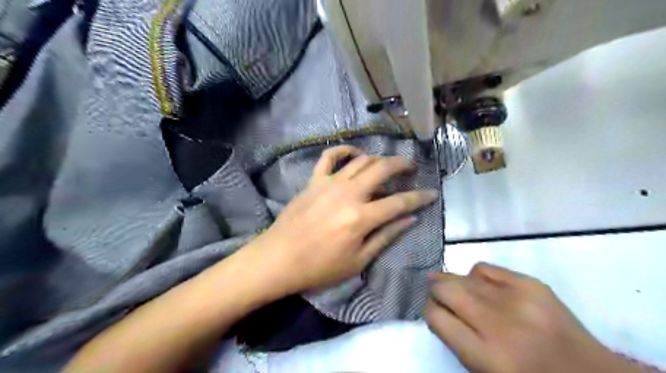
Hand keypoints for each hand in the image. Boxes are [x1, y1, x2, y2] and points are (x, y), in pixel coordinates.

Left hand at [248, 144, 436, 294]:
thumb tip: (411, 219)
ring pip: (361, 160)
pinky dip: (343, 150)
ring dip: (378, 159)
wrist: (278, 259)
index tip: (432, 193)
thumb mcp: (358, 261)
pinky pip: (329, 157)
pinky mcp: (314, 181)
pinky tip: (354, 152)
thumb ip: (386, 236)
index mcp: (361, 217)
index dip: (420, 197)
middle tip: (412, 167)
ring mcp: (329, 183)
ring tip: (387, 164)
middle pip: (382, 169)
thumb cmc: (319, 267)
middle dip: (402, 165)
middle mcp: (348, 193)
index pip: (400, 202)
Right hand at [427, 262, 639, 371]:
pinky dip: (477, 275)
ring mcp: (517, 300)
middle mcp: (498, 324)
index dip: (428, 310)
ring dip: (453, 281)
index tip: (432, 310)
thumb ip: (456, 340)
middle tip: (435, 291)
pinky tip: (481, 285)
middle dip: (436, 290)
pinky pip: (486, 268)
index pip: (436, 317)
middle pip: (447, 290)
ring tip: (455, 286)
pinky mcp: (532, 284)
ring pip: (464, 277)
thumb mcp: (484, 371)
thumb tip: (436, 307)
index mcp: (485, 355)